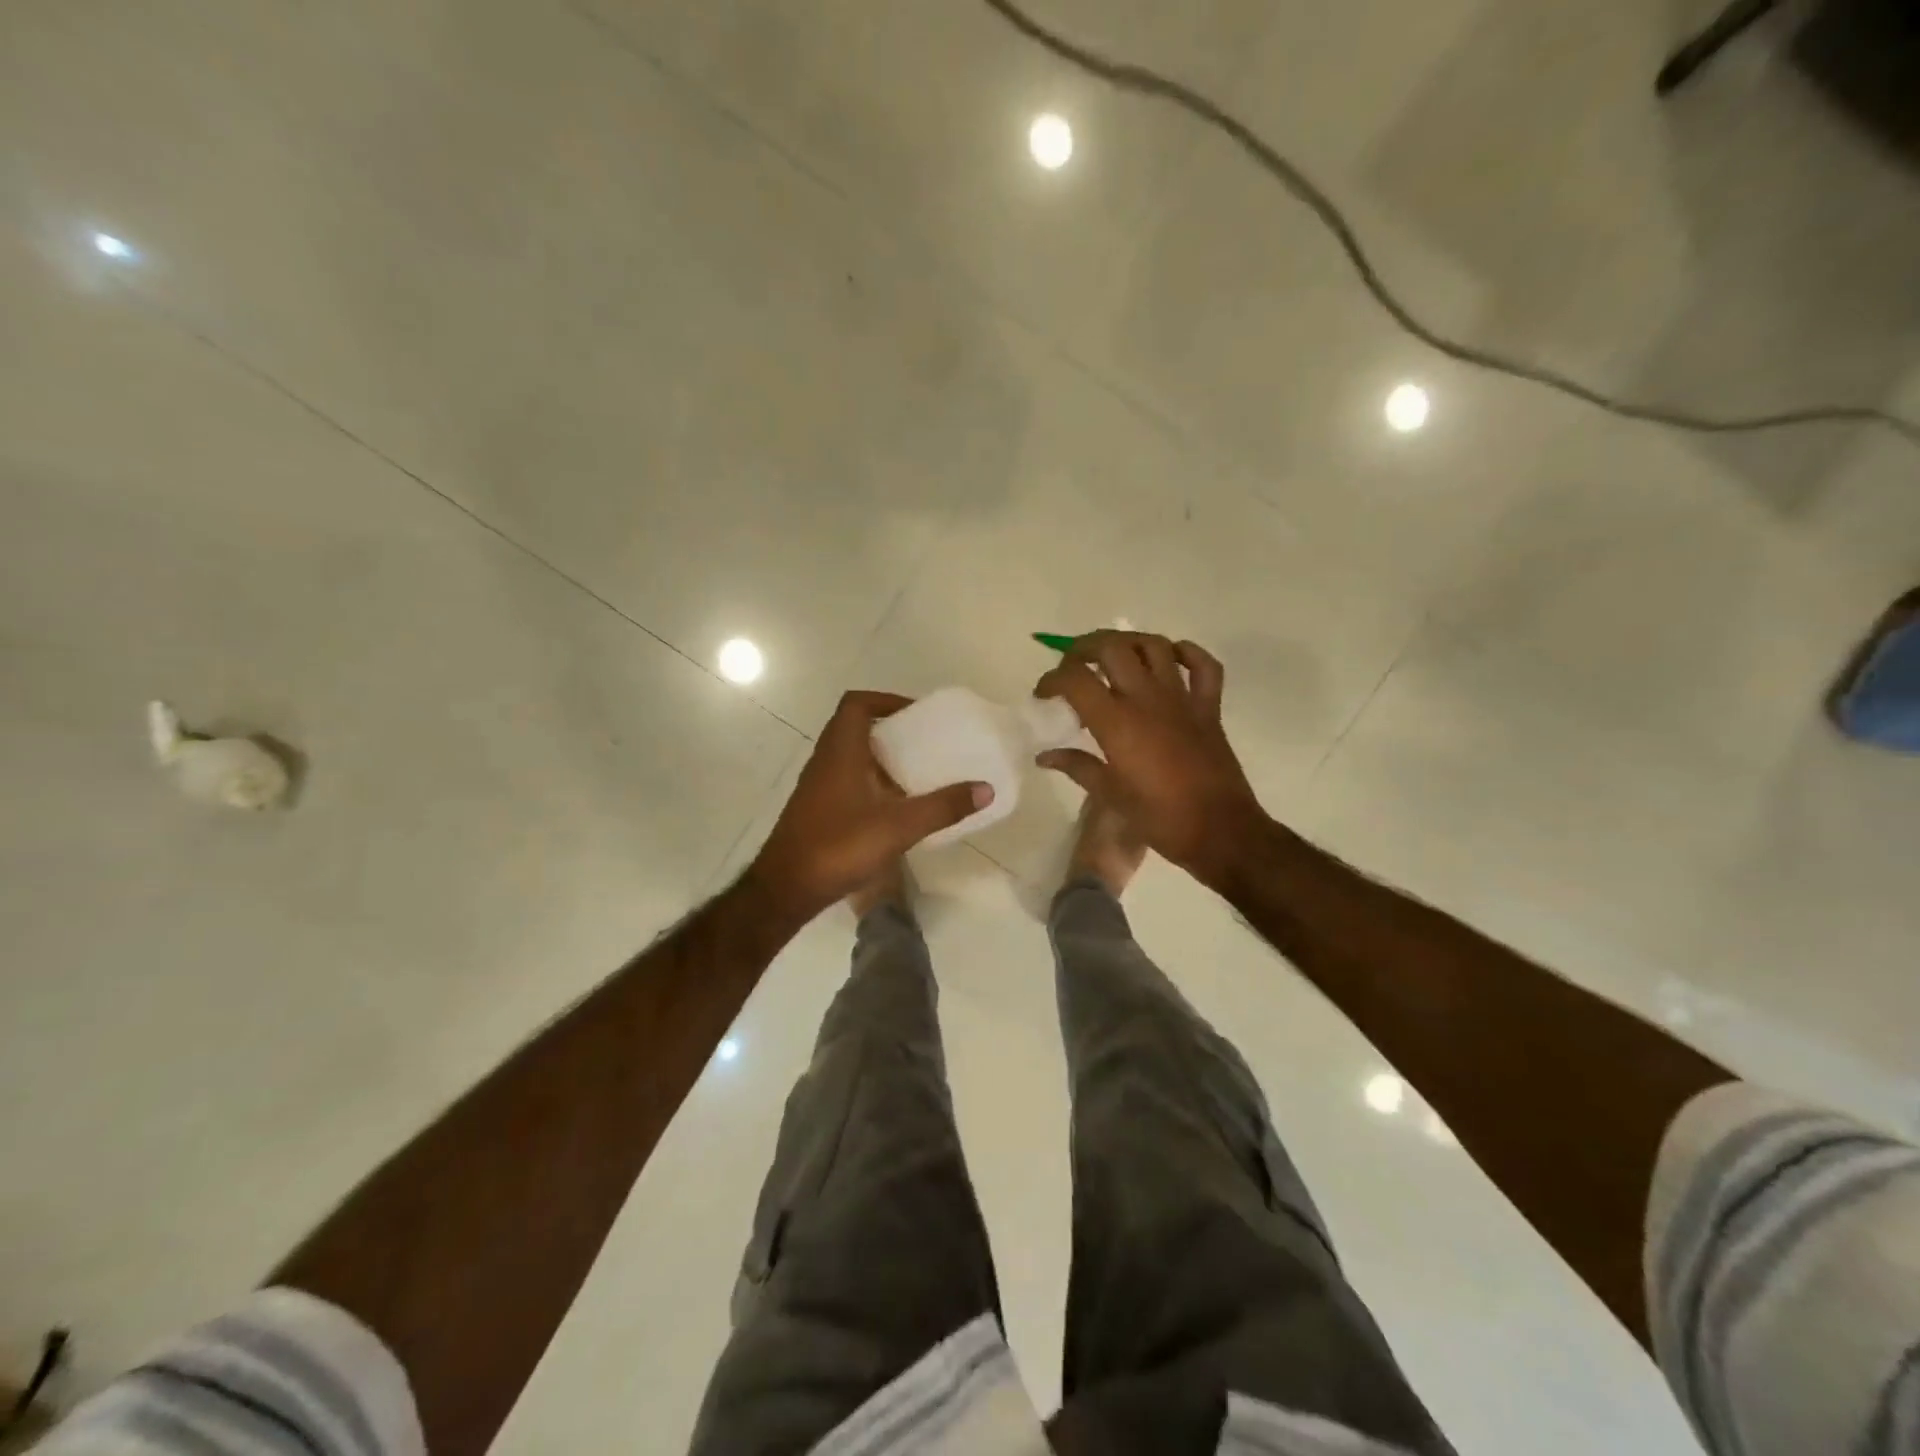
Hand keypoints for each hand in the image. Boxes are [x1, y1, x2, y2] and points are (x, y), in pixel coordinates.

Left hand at [745, 691, 990, 926]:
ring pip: (850, 758)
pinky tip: (894, 810)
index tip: (915, 714)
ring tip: (916, 775)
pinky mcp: (817, 810)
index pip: (856, 704)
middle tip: (924, 744)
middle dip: (890, 731)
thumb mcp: (900, 826)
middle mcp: (825, 761)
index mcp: (841, 752)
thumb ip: (943, 807)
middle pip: (855, 728)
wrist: (787, 887)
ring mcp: (818, 787)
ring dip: (880, 760)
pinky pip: (847, 782)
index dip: (885, 700)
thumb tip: (985, 788)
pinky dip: (871, 784)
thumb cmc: (840, 846)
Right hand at [1034, 632, 1265, 890]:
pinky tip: (1170, 659)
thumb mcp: (1110, 795)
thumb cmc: (1159, 818)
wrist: (1220, 831)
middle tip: (1072, 666)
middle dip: (1083, 648)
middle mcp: (1147, 699)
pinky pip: (1203, 666)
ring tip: (1114, 657)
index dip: (1052, 679)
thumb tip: (1045, 756)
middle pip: (1111, 648)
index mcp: (1117, 722)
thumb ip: (1077, 767)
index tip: (1043, 694)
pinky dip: (1187, 654)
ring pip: (1154, 646)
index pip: (1075, 680)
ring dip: (1129, 643)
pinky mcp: (1209, 708)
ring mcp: (1182, 699)